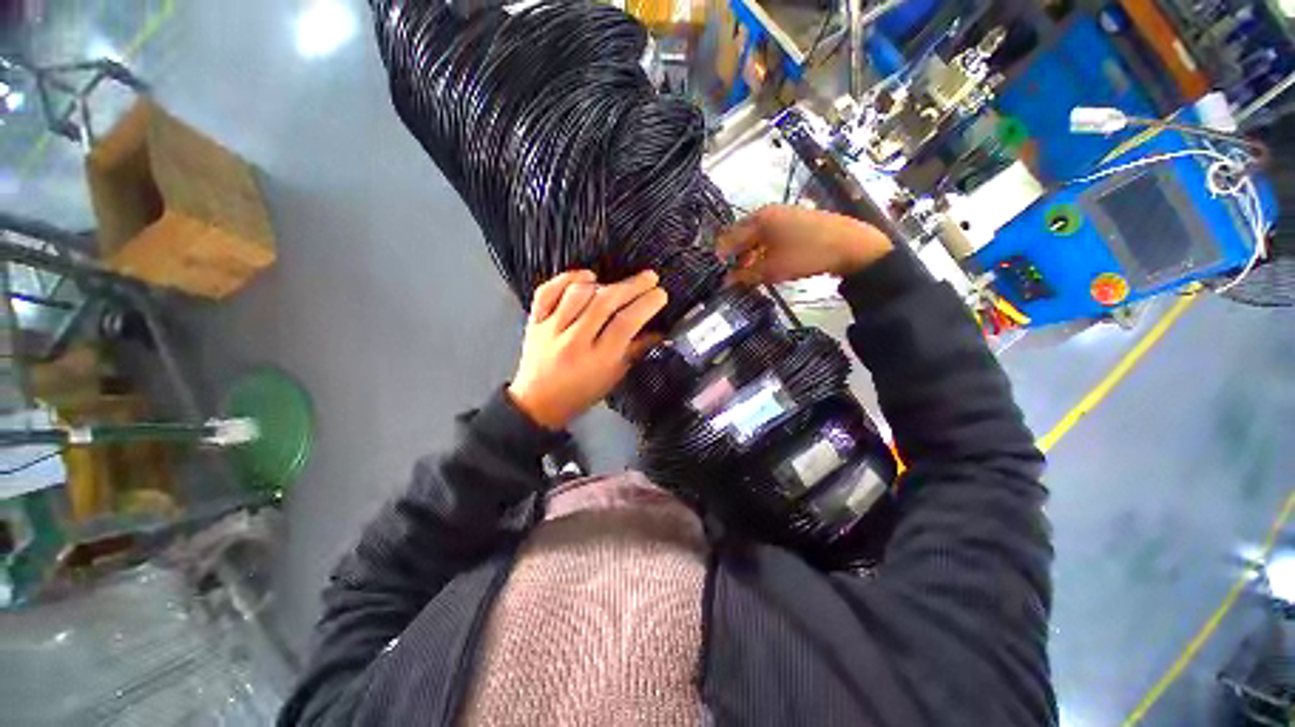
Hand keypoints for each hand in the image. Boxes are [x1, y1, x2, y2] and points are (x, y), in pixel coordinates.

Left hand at [508, 269, 666, 429]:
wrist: (537, 404)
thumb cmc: (582, 393)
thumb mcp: (614, 376)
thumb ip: (636, 350)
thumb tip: (659, 330)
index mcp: (598, 360)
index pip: (625, 323)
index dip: (646, 304)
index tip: (660, 294)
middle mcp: (574, 341)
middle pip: (605, 303)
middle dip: (632, 286)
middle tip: (650, 277)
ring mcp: (551, 329)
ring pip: (578, 293)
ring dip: (602, 284)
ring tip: (615, 286)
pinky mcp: (534, 321)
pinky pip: (548, 291)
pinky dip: (567, 278)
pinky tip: (585, 277)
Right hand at [717, 204, 893, 284]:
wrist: (852, 246)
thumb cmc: (806, 255)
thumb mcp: (772, 269)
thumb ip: (745, 276)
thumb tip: (725, 283)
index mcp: (758, 219)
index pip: (728, 238)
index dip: (720, 258)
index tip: (718, 277)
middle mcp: (767, 212)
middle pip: (741, 236)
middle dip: (734, 258)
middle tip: (732, 278)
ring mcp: (782, 215)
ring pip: (755, 237)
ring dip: (748, 256)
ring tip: (748, 275)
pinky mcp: (794, 222)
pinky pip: (769, 237)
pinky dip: (762, 251)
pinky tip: (765, 265)